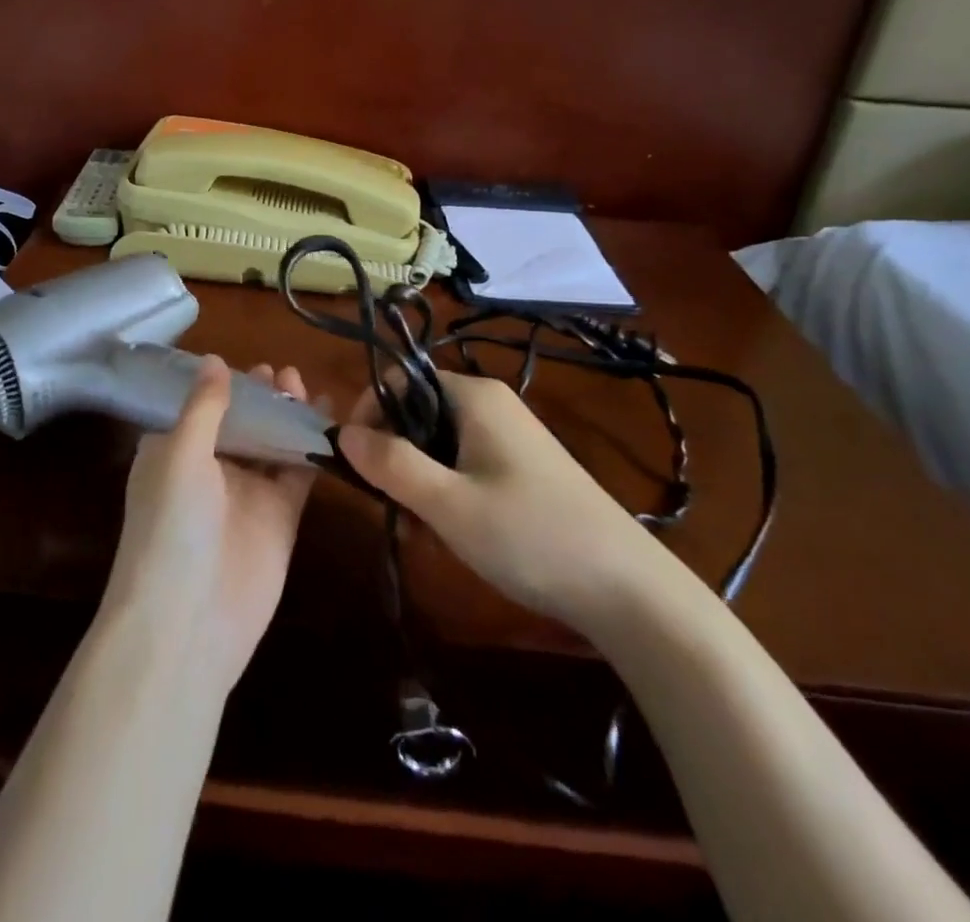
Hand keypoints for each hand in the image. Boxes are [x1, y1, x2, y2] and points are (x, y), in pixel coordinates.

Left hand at [100, 356, 317, 692]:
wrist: (189, 622)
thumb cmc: (171, 526)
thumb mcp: (180, 454)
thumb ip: (203, 407)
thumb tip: (214, 359)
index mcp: (173, 451)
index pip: (201, 406)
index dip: (224, 383)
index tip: (249, 361)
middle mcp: (208, 468)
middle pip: (241, 421)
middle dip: (261, 395)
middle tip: (285, 372)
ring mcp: (247, 492)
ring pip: (271, 441)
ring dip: (287, 414)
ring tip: (304, 384)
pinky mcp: (280, 515)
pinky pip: (298, 471)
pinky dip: (313, 446)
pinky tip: (331, 420)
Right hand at [337, 371, 666, 638]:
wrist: (628, 588)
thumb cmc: (530, 535)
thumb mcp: (448, 503)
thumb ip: (390, 464)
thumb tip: (341, 432)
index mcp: (473, 396)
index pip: (399, 381)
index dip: (369, 414)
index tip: (355, 462)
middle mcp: (491, 405)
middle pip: (417, 412)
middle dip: (394, 456)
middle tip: (390, 506)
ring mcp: (509, 437)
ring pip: (438, 443)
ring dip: (418, 481)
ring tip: (420, 530)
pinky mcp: (522, 468)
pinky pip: (464, 464)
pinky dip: (446, 491)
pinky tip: (451, 533)